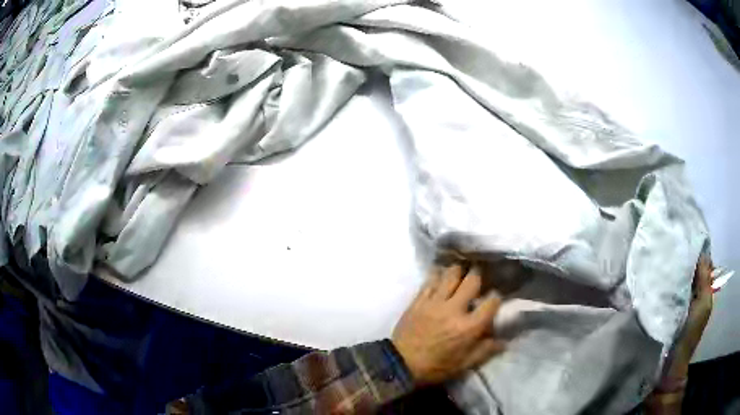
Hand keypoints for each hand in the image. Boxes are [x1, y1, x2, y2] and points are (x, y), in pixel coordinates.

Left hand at [392, 264, 505, 385]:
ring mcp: (435, 303)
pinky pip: (430, 280)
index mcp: (468, 327)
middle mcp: (454, 310)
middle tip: (478, 278)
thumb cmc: (436, 367)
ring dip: (458, 271)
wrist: (401, 364)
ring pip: (451, 275)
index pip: (491, 302)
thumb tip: (504, 341)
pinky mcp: (419, 301)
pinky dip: (437, 274)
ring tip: (461, 273)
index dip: (496, 298)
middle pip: (472, 281)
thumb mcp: (464, 365)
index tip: (494, 298)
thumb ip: (485, 351)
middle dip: (478, 276)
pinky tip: (440, 274)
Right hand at [663, 256, 713, 381]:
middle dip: (684, 261)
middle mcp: (693, 294)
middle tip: (672, 248)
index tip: (685, 239)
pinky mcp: (667, 311)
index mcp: (704, 291)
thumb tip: (703, 252)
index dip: (697, 252)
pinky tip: (658, 280)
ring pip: (679, 281)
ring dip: (674, 274)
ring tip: (664, 260)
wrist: (670, 365)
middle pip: (691, 272)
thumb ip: (705, 280)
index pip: (702, 265)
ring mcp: (679, 304)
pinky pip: (669, 293)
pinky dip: (666, 286)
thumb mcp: (703, 305)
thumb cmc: (691, 333)